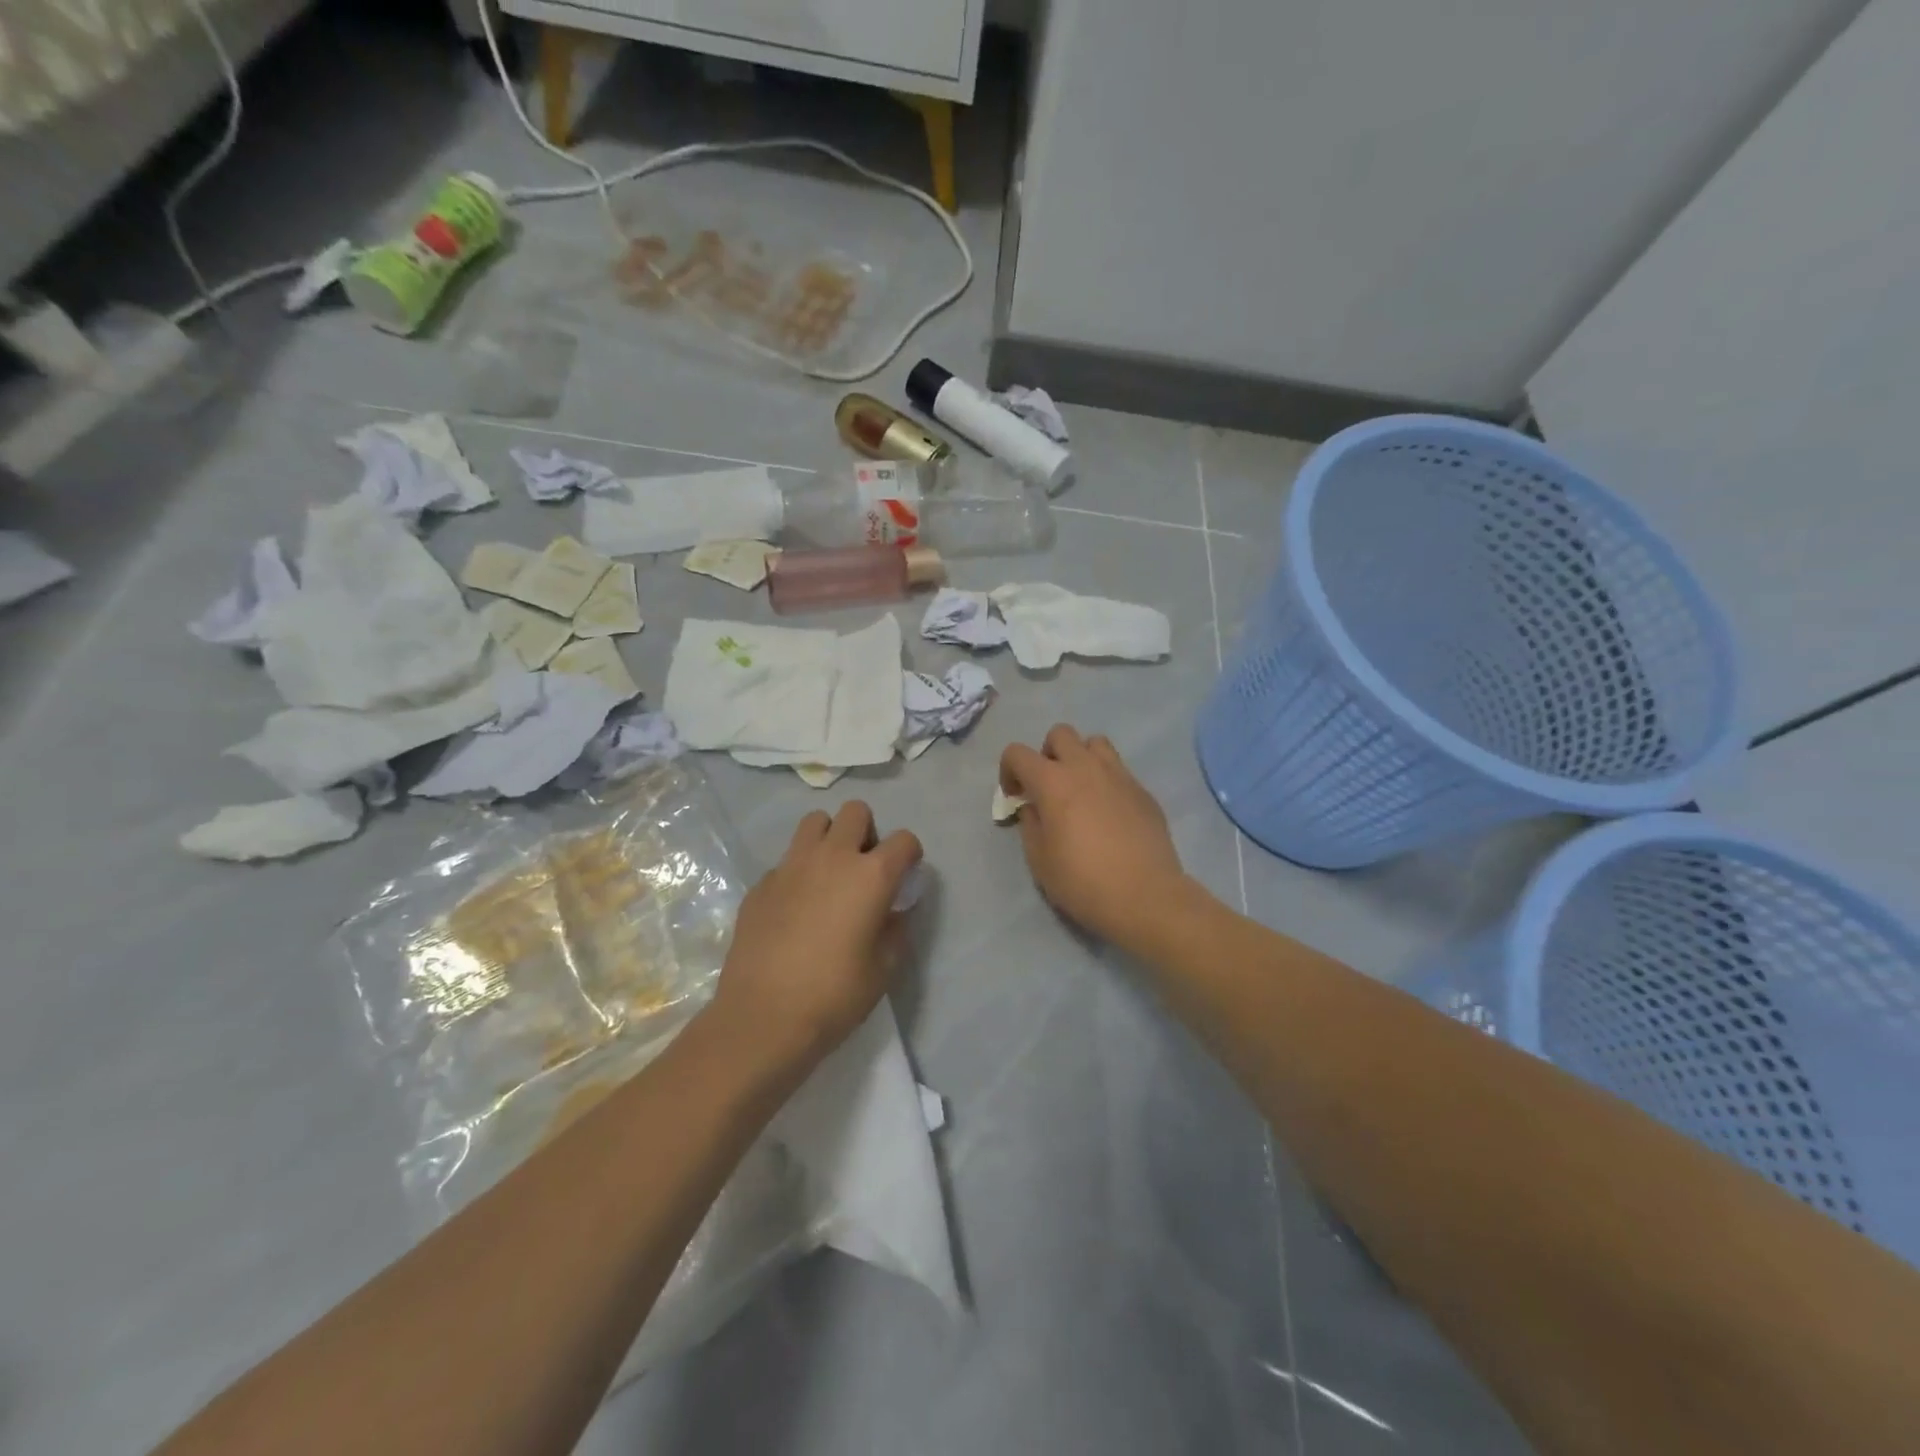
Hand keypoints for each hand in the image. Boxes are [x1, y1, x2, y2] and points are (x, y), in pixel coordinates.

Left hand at [710, 801, 921, 1071]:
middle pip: (855, 812)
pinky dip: (798, 872)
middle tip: (864, 868)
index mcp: (870, 875)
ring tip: (829, 875)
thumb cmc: (834, 996)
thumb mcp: (884, 968)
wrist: (762, 1018)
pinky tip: (795, 908)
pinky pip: (786, 860)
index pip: (904, 840)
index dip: (910, 855)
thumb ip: (896, 928)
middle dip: (867, 832)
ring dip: (829, 838)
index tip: (904, 878)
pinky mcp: (761, 883)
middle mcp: (832, 857)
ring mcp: (791, 866)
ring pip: (815, 822)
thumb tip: (894, 909)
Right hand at [1000, 725, 1193, 951]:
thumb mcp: (1039, 860)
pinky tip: (1109, 813)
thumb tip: (1034, 807)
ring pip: (1095, 743)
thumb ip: (1030, 824)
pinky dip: (1107, 781)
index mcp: (1053, 782)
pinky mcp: (1143, 791)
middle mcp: (1085, 767)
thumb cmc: (1083, 881)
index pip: (1018, 752)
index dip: (1008, 770)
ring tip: (1081, 790)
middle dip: (1047, 754)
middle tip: (1048, 787)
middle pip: (1060, 734)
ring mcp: (1119, 775)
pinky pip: (1119, 770)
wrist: (1145, 896)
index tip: (1015, 797)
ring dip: (1081, 758)